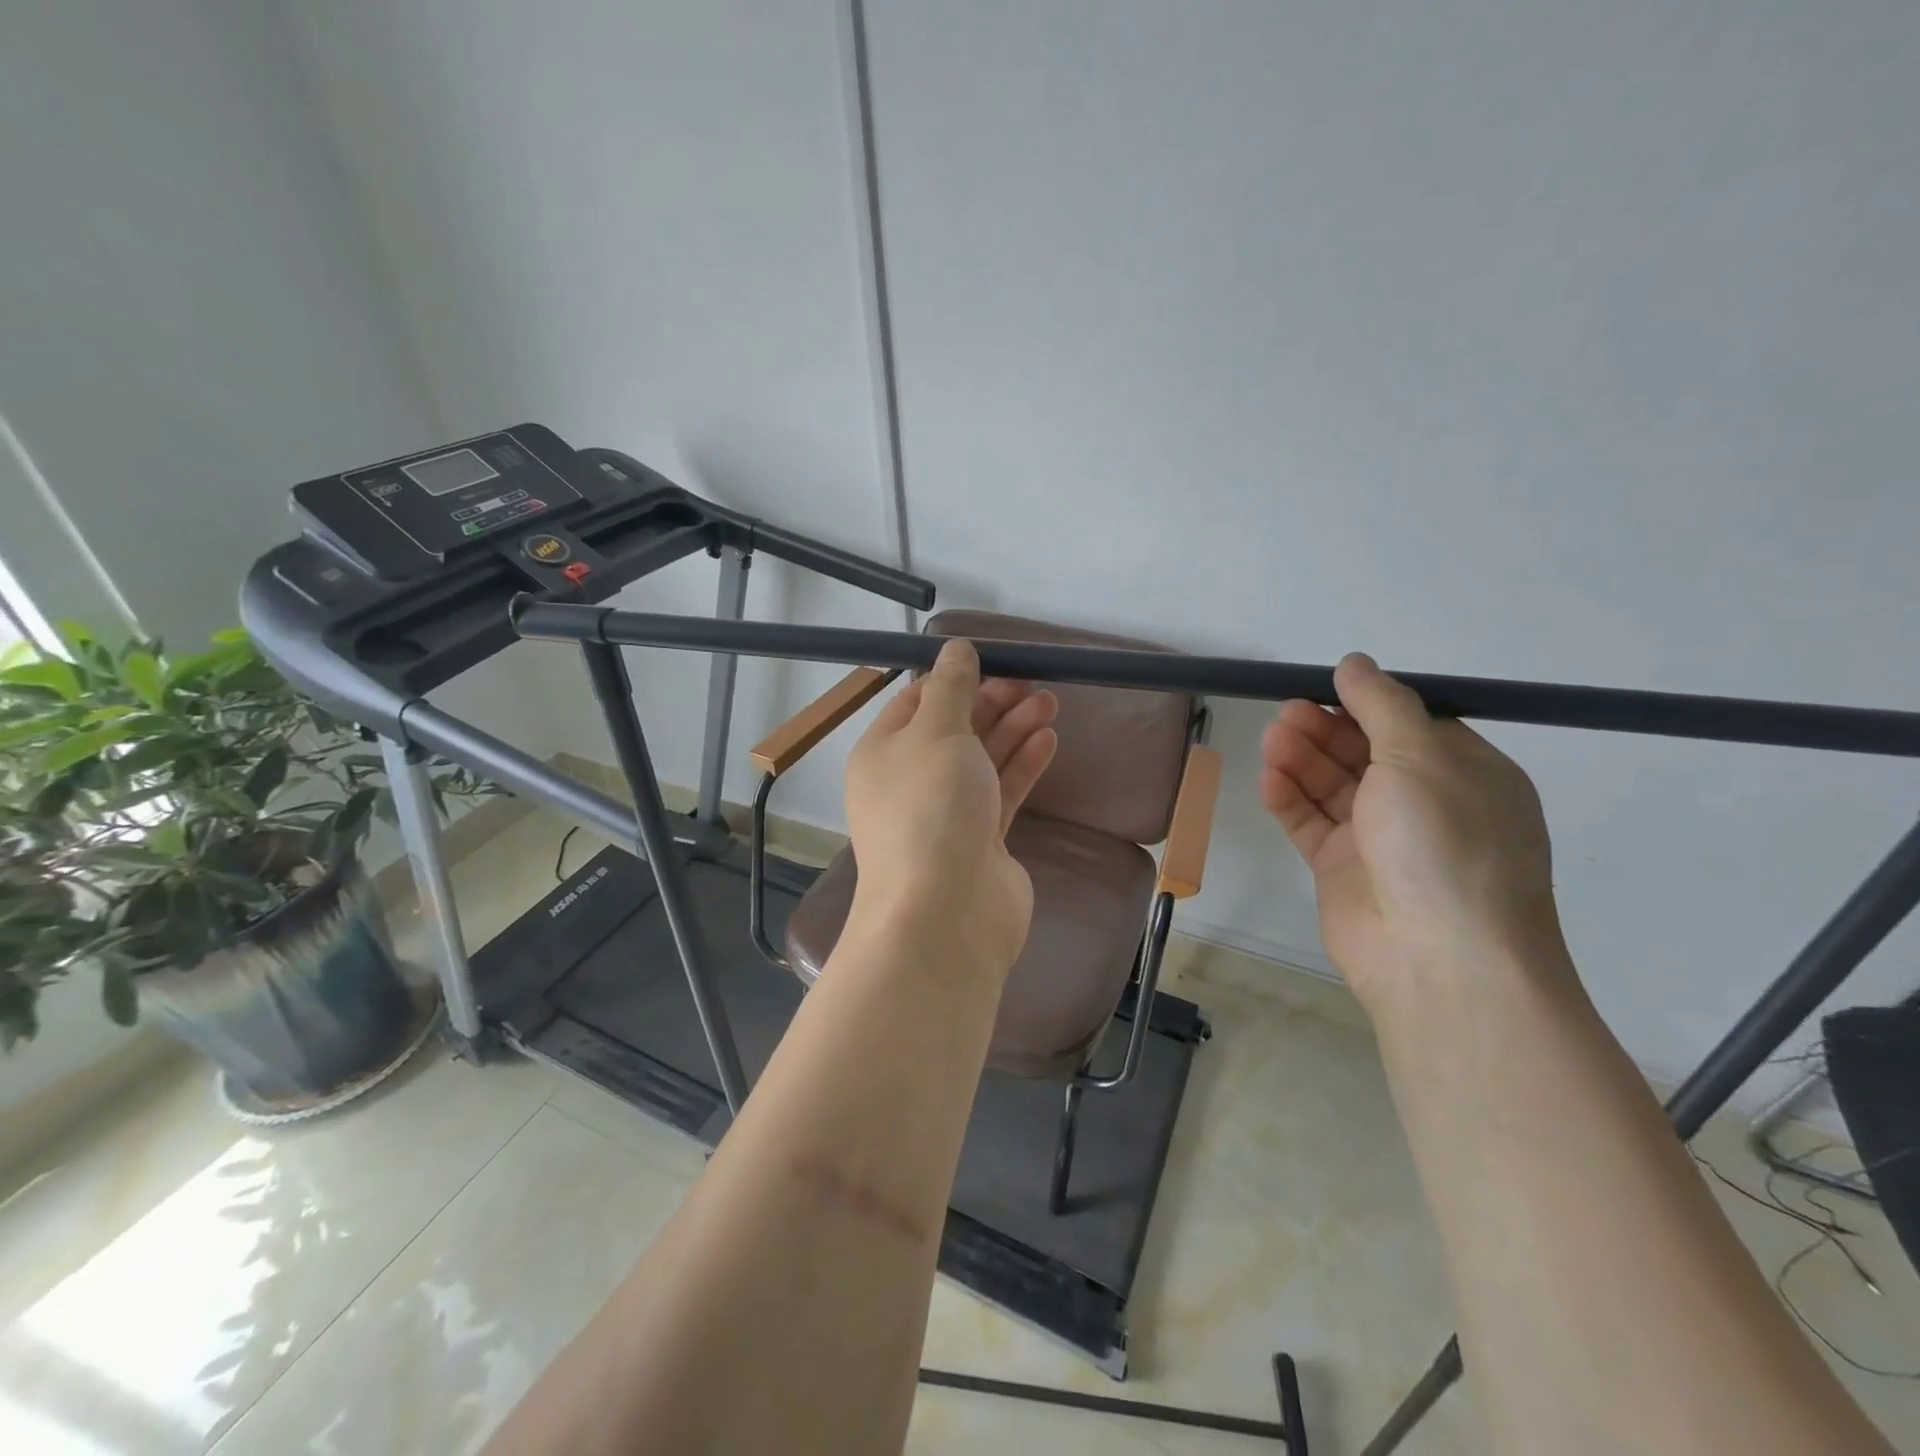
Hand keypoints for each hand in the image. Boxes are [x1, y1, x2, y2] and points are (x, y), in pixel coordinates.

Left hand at [843, 639, 1058, 974]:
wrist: (945, 913)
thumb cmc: (931, 808)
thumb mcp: (937, 732)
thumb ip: (951, 688)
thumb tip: (955, 648)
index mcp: (883, 753)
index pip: (916, 703)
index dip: (954, 679)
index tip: (994, 661)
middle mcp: (910, 782)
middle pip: (953, 730)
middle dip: (991, 702)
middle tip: (1032, 681)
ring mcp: (946, 815)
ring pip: (981, 760)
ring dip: (1013, 729)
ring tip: (1049, 702)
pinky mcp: (980, 842)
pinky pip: (1001, 793)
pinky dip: (1022, 765)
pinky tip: (1047, 740)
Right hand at [1259, 653, 1568, 1008]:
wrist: (1439, 959)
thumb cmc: (1444, 844)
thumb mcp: (1422, 757)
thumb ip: (1382, 706)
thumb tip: (1355, 663)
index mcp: (1464, 775)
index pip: (1409, 726)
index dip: (1365, 705)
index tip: (1323, 688)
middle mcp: (1425, 805)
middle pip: (1364, 754)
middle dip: (1325, 731)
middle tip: (1285, 714)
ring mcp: (1381, 840)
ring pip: (1333, 788)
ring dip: (1302, 761)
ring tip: (1271, 740)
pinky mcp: (1342, 870)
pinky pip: (1311, 824)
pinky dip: (1290, 801)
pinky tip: (1268, 781)